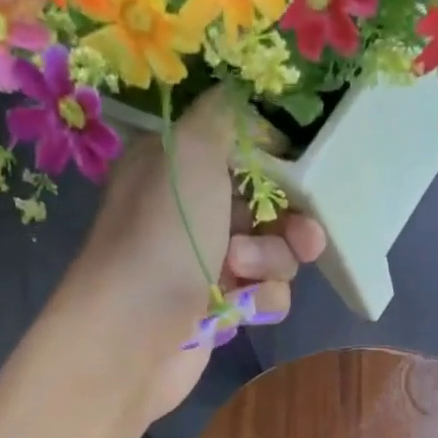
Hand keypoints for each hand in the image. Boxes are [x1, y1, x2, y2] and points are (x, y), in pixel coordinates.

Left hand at [66, 89, 324, 421]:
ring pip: (274, 253)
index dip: (278, 162)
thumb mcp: (191, 150)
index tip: (301, 172)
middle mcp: (191, 211)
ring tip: (242, 272)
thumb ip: (225, 115)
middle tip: (304, 236)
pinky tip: (240, 307)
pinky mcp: (219, 309)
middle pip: (267, 206)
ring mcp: (206, 263)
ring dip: (271, 261)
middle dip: (289, 221)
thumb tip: (246, 102)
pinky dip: (260, 300)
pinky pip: (266, 295)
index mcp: (177, 166)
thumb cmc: (162, 235)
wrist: (133, 335)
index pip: (242, 151)